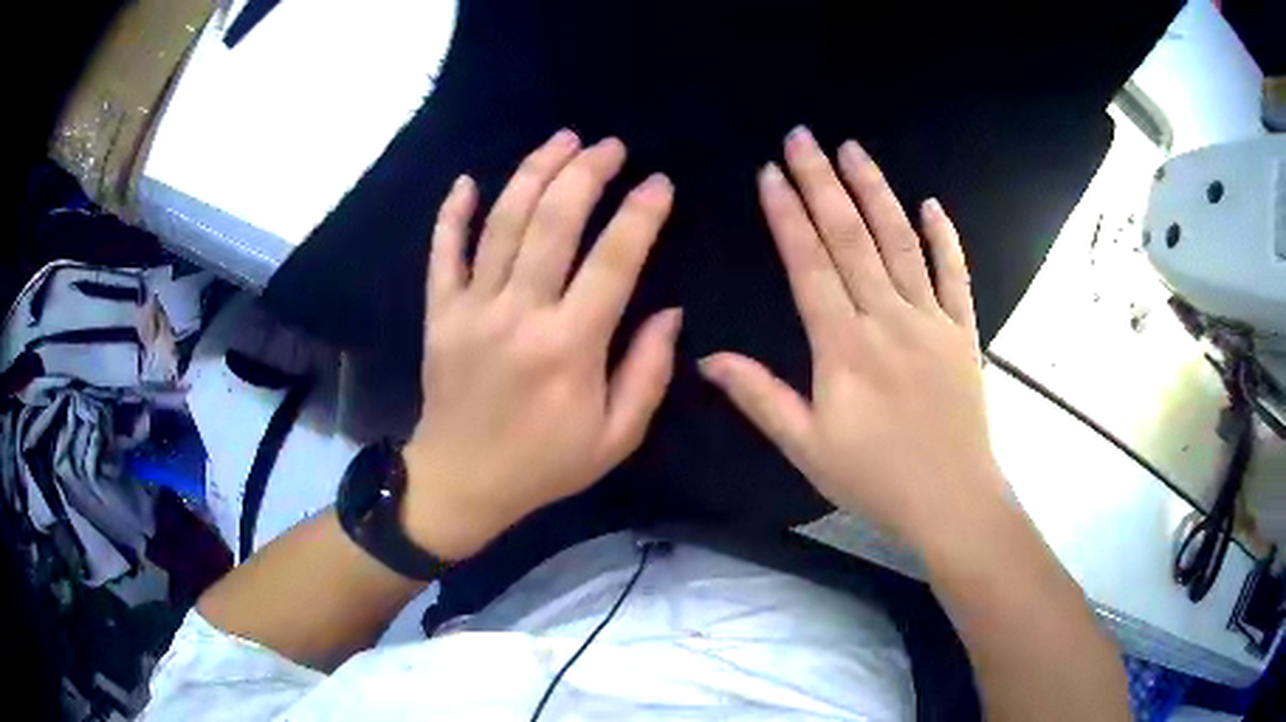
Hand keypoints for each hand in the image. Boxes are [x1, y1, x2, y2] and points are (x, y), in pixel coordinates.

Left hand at [401, 130, 680, 559]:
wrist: (463, 482)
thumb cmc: (545, 464)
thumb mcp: (616, 438)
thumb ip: (648, 373)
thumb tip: (670, 312)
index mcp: (570, 348)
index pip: (613, 261)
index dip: (640, 215)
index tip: (659, 183)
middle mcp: (519, 315)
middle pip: (553, 223)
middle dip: (585, 173)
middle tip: (608, 146)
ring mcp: (471, 309)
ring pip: (501, 224)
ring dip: (532, 174)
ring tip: (560, 141)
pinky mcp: (439, 313)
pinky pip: (442, 253)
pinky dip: (453, 214)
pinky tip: (467, 181)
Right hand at [699, 127, 1003, 550]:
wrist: (952, 500)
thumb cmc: (875, 479)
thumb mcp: (806, 448)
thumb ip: (760, 397)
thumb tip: (707, 358)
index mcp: (845, 347)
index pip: (810, 264)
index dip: (787, 215)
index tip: (770, 173)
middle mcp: (888, 319)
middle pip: (852, 237)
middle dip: (822, 182)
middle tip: (802, 136)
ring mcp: (931, 320)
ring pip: (900, 242)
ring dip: (875, 191)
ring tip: (852, 149)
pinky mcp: (962, 331)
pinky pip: (955, 275)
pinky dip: (944, 238)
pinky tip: (931, 204)